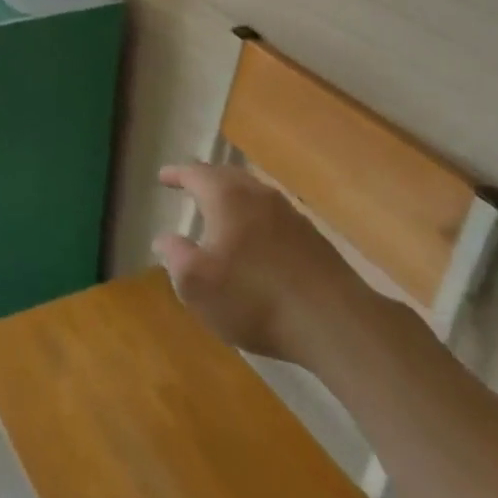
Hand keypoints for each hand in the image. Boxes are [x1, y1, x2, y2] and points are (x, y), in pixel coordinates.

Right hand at [153, 162, 374, 368]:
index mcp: (226, 197)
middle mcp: (257, 194)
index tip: (162, 177)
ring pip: (253, 193)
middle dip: (205, 179)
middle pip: (226, 176)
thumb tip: (165, 239)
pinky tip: (255, 238)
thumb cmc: (254, 298)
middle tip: (190, 186)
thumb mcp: (197, 284)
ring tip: (220, 209)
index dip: (176, 174)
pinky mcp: (312, 238)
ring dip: (232, 196)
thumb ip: (175, 256)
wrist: (334, 323)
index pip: (195, 173)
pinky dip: (255, 216)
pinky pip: (272, 214)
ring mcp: (289, 214)